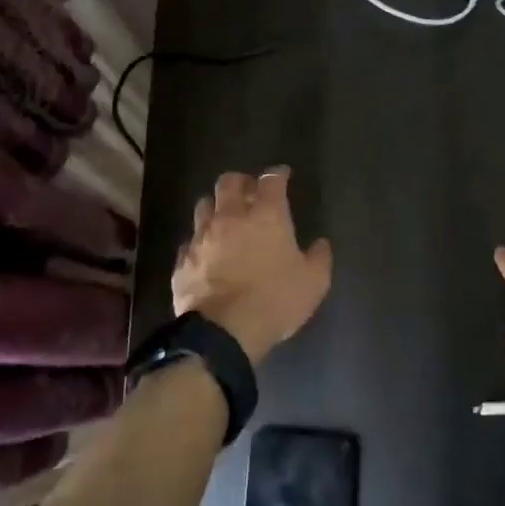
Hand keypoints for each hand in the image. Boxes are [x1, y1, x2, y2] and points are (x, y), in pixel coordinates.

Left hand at [173, 167, 331, 365]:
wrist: (224, 331)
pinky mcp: (183, 259)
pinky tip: (206, 252)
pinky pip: (190, 241)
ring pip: (204, 205)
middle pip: (230, 182)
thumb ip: (319, 258)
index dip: (278, 174)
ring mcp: (202, 236)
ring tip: (223, 218)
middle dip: (241, 182)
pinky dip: (200, 241)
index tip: (282, 175)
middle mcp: (231, 216)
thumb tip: (321, 244)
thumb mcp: (313, 283)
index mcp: (266, 215)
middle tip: (248, 191)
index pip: (271, 180)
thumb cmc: (275, 300)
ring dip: (216, 207)